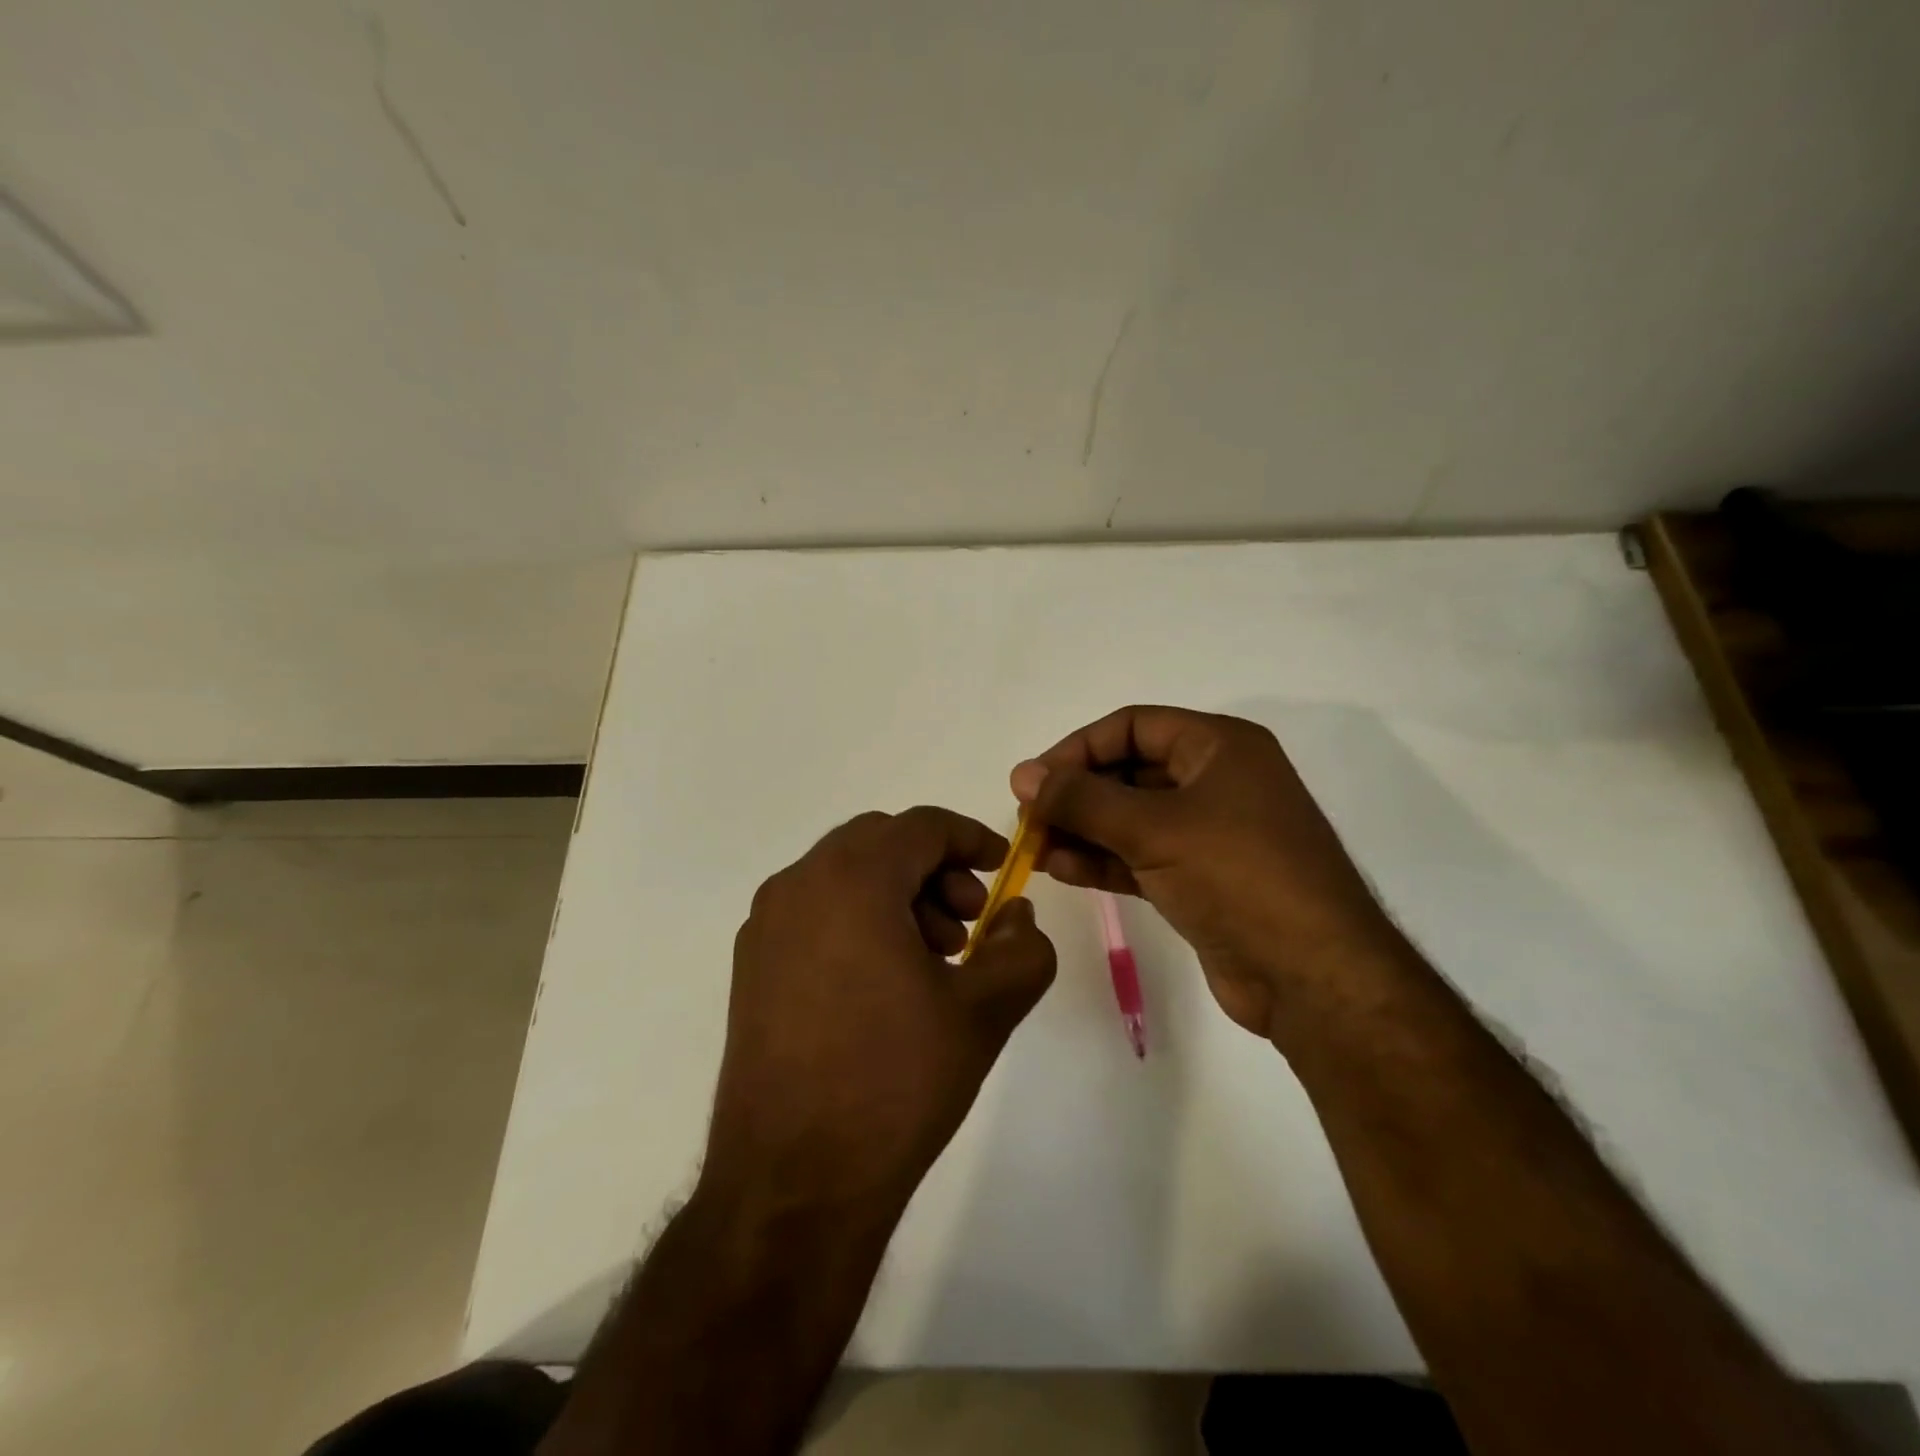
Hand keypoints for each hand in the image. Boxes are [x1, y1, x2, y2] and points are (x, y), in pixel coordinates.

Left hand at [703, 807, 1056, 1216]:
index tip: (1003, 869)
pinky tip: (884, 981)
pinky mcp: (751, 965)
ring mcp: (765, 925)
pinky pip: (815, 910)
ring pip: (844, 875)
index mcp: (852, 879)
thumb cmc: (895, 1082)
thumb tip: (1017, 914)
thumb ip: (1022, 948)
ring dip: (897, 894)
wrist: (793, 1183)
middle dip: (934, 868)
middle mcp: (798, 885)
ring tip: (932, 959)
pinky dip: (858, 918)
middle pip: (880, 842)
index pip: (921, 826)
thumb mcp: (983, 1012)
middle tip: (969, 923)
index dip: (971, 838)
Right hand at [1011, 706, 1396, 1038]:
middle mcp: (1216, 781)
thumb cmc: (1237, 876)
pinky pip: (1141, 856)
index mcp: (1220, 747)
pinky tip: (1061, 869)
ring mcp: (1210, 833)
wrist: (1312, 976)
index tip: (1034, 780)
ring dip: (1082, 830)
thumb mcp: (1153, 828)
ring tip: (1034, 849)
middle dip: (1076, 794)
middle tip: (1029, 819)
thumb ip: (1082, 799)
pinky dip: (1103, 860)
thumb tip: (1022, 774)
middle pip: (1129, 772)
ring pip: (1131, 818)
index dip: (1079, 748)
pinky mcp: (1201, 879)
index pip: (1133, 727)